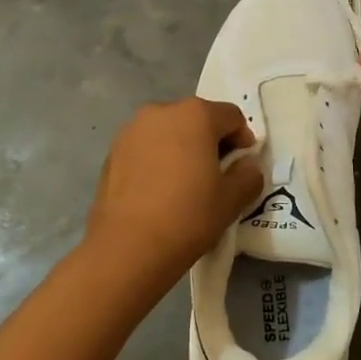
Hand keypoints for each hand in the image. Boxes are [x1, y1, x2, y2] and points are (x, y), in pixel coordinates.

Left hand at [84, 98, 262, 286]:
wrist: (127, 248)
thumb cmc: (188, 216)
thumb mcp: (232, 200)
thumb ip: (248, 175)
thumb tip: (246, 165)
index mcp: (195, 115)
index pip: (231, 116)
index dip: (243, 137)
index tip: (243, 164)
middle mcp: (161, 111)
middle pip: (196, 118)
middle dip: (210, 140)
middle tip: (216, 173)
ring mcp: (132, 130)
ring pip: (168, 131)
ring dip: (182, 147)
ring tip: (185, 182)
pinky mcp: (112, 151)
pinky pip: (145, 147)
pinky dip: (157, 159)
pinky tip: (158, 190)